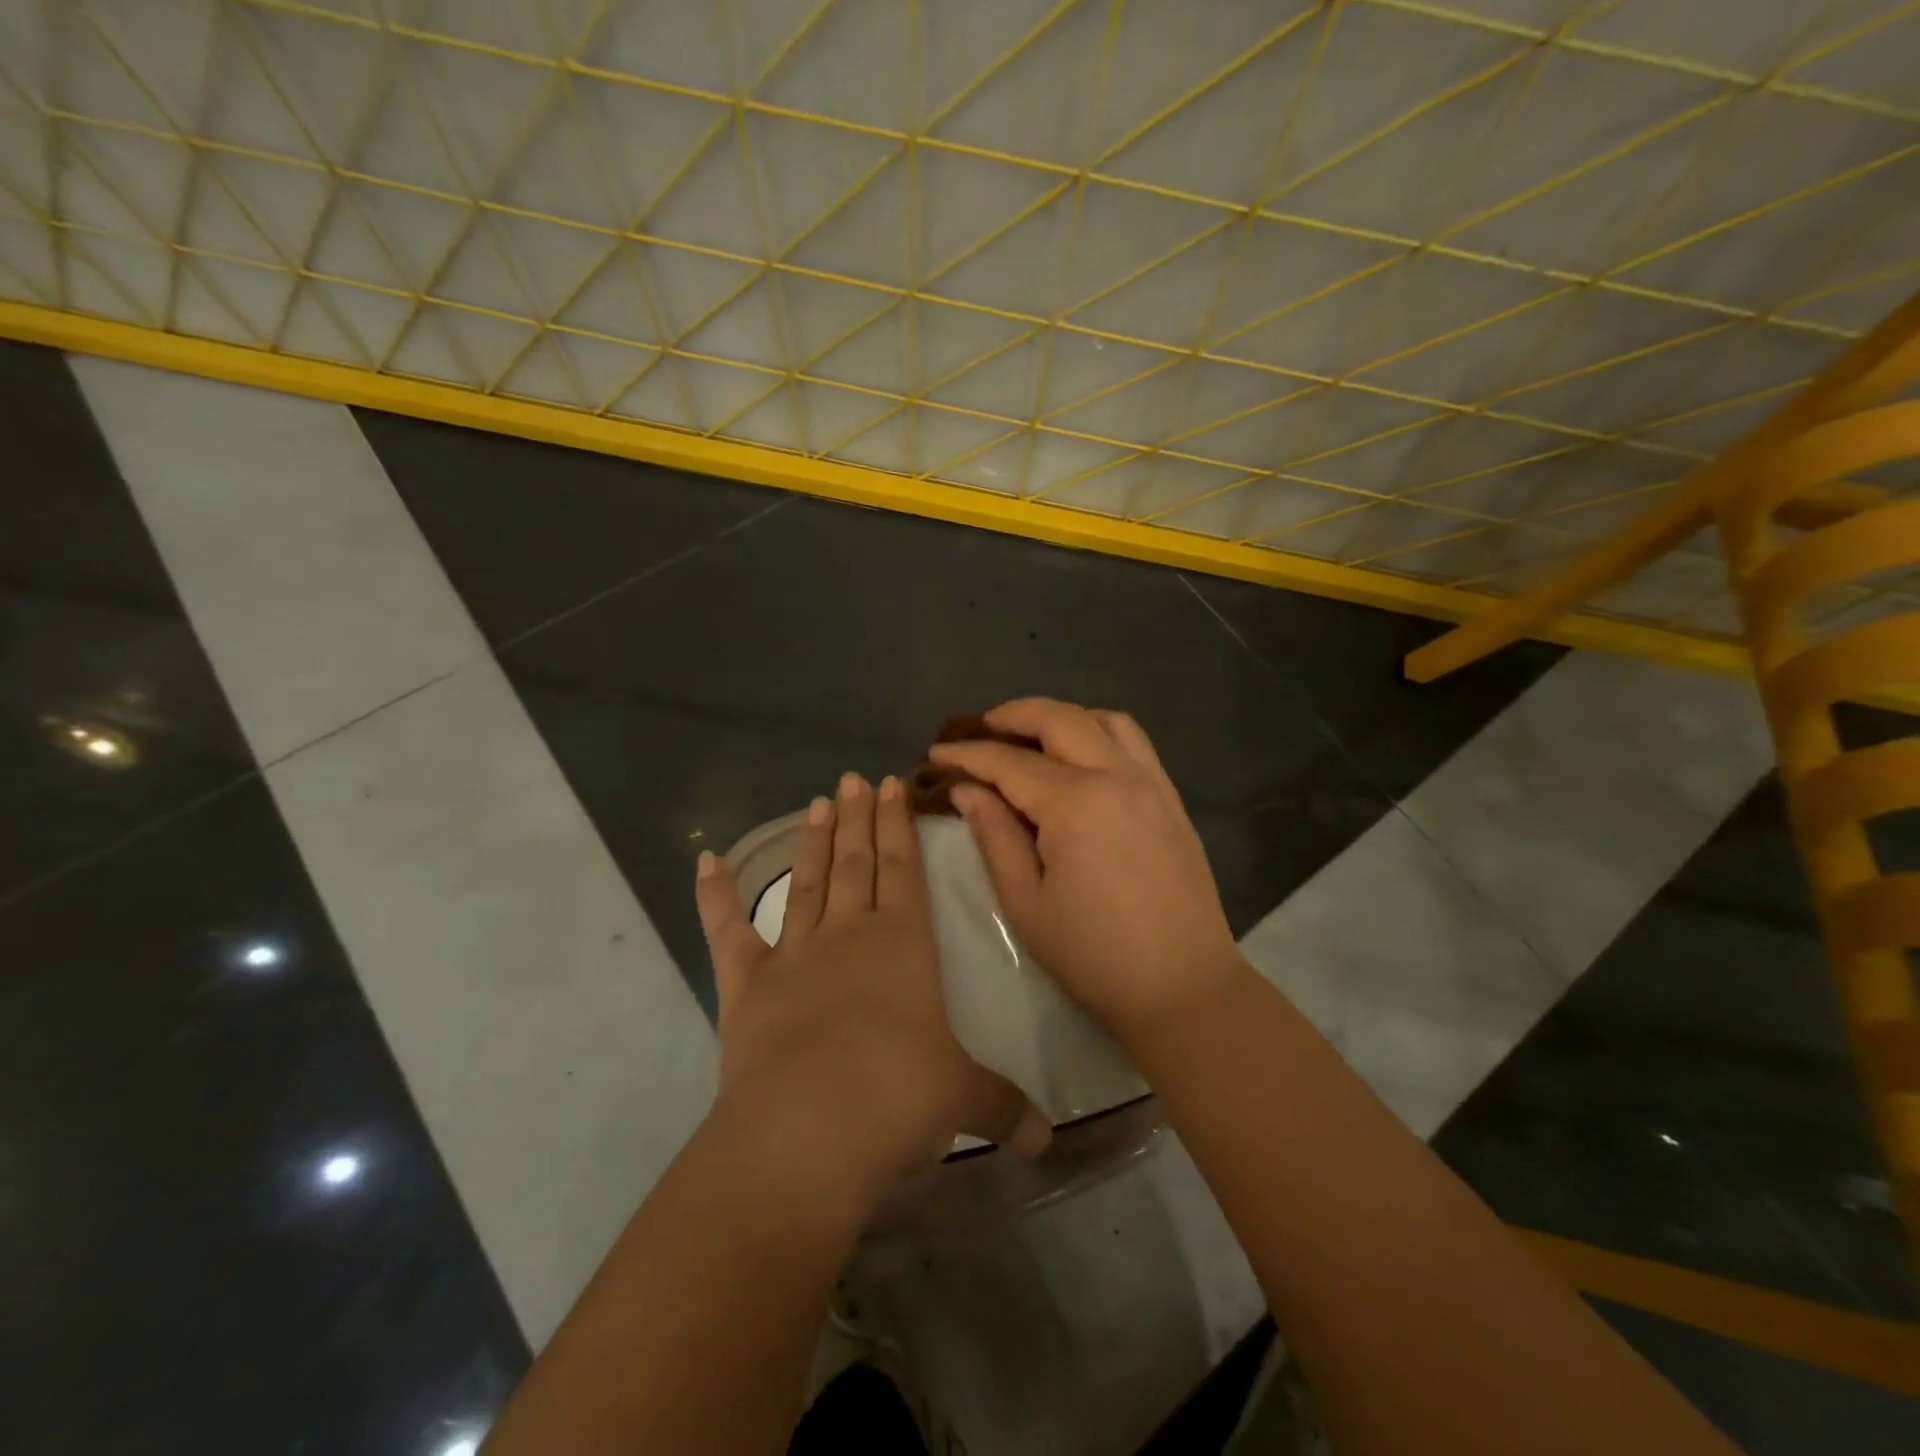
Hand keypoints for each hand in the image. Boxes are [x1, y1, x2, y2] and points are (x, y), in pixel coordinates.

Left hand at [695, 772, 1049, 1206]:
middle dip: (859, 819)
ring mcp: (793, 956)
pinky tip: (706, 860)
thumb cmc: (896, 1102)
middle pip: (857, 864)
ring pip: (807, 884)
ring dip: (813, 843)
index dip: (900, 827)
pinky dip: (715, 896)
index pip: (904, 870)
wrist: (809, 1135)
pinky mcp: (746, 986)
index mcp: (903, 946)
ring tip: (817, 802)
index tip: (893, 786)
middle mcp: (849, 937)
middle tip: (854, 779)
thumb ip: (1002, 1107)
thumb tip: (1047, 1142)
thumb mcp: (960, 1101)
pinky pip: (727, 931)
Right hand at [930, 698, 1244, 1043]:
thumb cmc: (1094, 956)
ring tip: (1030, 736)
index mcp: (1075, 804)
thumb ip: (994, 836)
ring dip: (1061, 717)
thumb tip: (967, 789)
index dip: (967, 754)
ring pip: (1103, 720)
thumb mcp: (1026, 903)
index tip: (936, 753)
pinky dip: (1098, 731)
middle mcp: (1116, 776)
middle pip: (1059, 719)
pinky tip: (1080, 755)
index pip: (1009, 762)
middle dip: (1011, 715)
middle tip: (978, 729)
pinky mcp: (1171, 798)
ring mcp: (1151, 783)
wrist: (1183, 989)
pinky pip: (1134, 742)